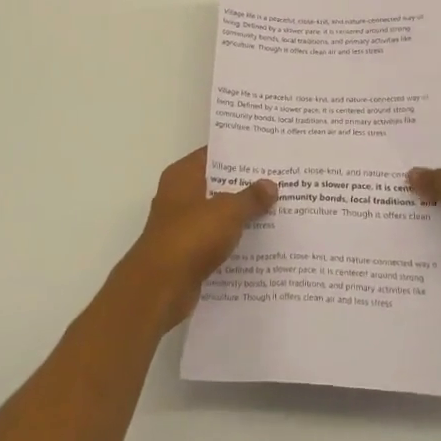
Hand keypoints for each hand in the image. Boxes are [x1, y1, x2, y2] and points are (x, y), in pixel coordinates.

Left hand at [119, 147, 276, 331]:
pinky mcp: (186, 253)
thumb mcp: (227, 211)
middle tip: (279, 181)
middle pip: (216, 184)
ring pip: (217, 214)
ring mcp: (181, 225)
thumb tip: (270, 184)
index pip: (212, 154)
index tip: (266, 153)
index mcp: (182, 175)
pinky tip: (259, 243)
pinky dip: (232, 241)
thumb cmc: (191, 236)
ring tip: (276, 210)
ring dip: (240, 215)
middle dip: (244, 185)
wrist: (160, 287)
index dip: (238, 153)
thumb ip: (250, 197)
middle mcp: (178, 196)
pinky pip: (215, 240)